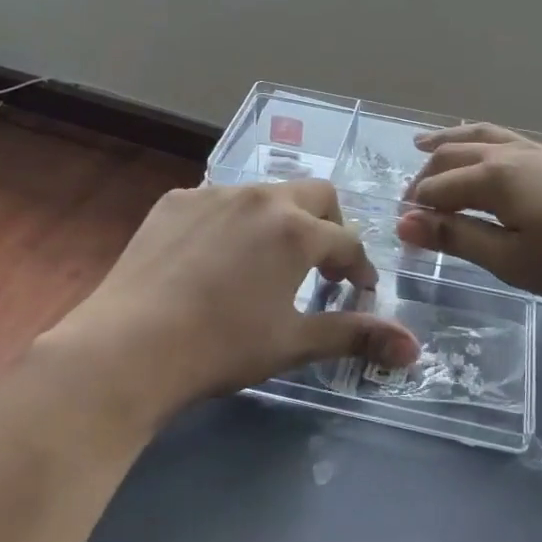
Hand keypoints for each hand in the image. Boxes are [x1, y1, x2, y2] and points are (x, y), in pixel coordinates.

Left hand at [54, 180, 418, 428]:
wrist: (128, 347)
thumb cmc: (222, 347)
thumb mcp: (294, 343)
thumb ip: (356, 336)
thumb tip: (414, 348)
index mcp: (297, 229)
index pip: (347, 242)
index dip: (359, 269)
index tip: (357, 292)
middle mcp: (260, 197)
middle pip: (316, 195)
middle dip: (330, 225)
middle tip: (320, 266)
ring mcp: (213, 193)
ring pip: (265, 195)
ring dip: (280, 222)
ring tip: (265, 263)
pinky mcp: (174, 201)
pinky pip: (218, 202)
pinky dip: (232, 223)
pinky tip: (213, 259)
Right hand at [394, 125, 541, 302]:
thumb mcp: (512, 259)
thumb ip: (457, 238)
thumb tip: (404, 222)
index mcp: (491, 178)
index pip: (437, 190)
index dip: (415, 212)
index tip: (402, 235)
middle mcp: (508, 154)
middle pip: (452, 158)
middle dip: (424, 180)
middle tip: (409, 207)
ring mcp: (536, 151)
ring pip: (478, 138)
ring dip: (447, 144)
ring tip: (423, 144)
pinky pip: (502, 139)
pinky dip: (478, 140)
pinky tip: (485, 150)